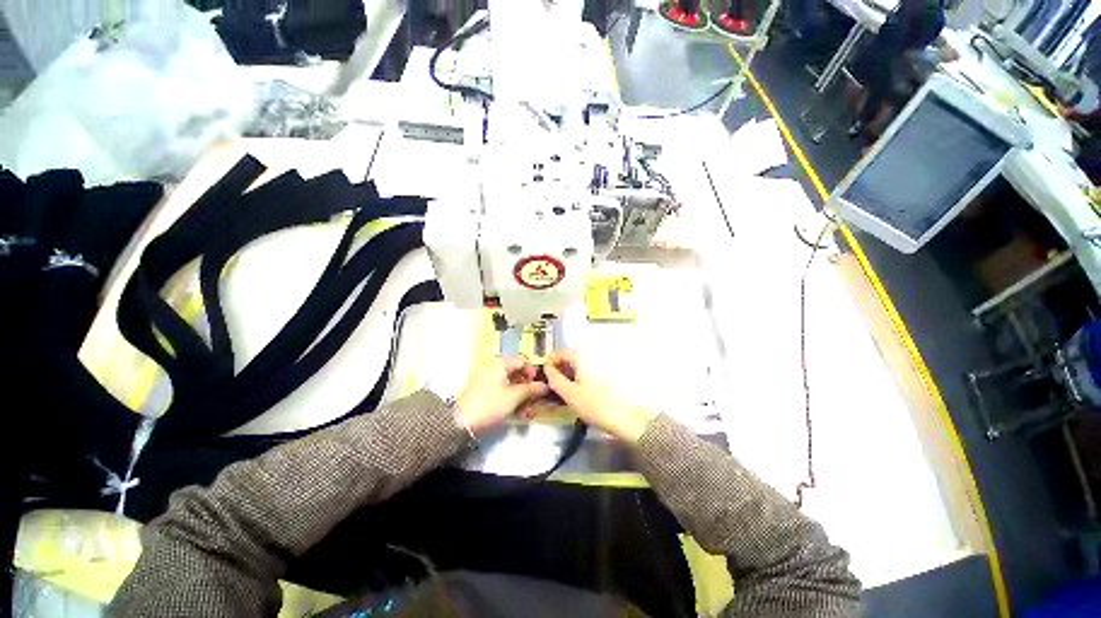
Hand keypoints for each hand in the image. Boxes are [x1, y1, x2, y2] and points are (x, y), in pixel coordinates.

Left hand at [455, 356, 548, 434]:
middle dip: (529, 390)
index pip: (522, 361)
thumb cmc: (490, 404)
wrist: (462, 422)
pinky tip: (519, 415)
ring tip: (528, 414)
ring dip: (523, 399)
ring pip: (513, 386)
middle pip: (518, 374)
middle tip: (536, 403)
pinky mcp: (486, 394)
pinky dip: (513, 402)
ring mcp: (490, 381)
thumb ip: (531, 389)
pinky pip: (505, 393)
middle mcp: (495, 369)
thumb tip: (546, 386)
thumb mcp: (514, 396)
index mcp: (501, 364)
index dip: (533, 372)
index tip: (539, 386)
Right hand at [543, 350, 657, 443]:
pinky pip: (583, 373)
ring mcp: (597, 367)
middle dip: (557, 369)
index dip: (548, 362)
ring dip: (565, 375)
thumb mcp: (569, 394)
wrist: (623, 419)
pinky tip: (573, 394)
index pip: (559, 352)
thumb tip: (547, 368)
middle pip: (568, 358)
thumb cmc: (594, 405)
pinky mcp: (602, 378)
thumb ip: (555, 379)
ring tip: (560, 392)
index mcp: (581, 359)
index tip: (543, 376)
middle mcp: (590, 358)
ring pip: (576, 367)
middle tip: (550, 386)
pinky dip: (575, 380)